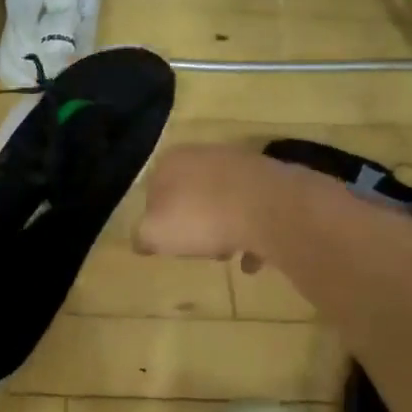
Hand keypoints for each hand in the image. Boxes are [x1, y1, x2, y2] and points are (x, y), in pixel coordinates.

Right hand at [133, 145, 279, 272]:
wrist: (268, 207)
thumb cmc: (201, 218)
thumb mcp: (155, 234)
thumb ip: (142, 236)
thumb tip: (142, 239)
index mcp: (171, 161)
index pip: (153, 191)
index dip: (158, 220)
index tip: (169, 243)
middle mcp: (203, 154)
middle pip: (190, 195)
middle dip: (194, 224)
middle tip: (199, 249)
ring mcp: (239, 163)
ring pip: (222, 201)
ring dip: (223, 228)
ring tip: (230, 253)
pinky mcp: (269, 178)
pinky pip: (252, 208)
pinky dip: (250, 231)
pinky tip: (254, 257)